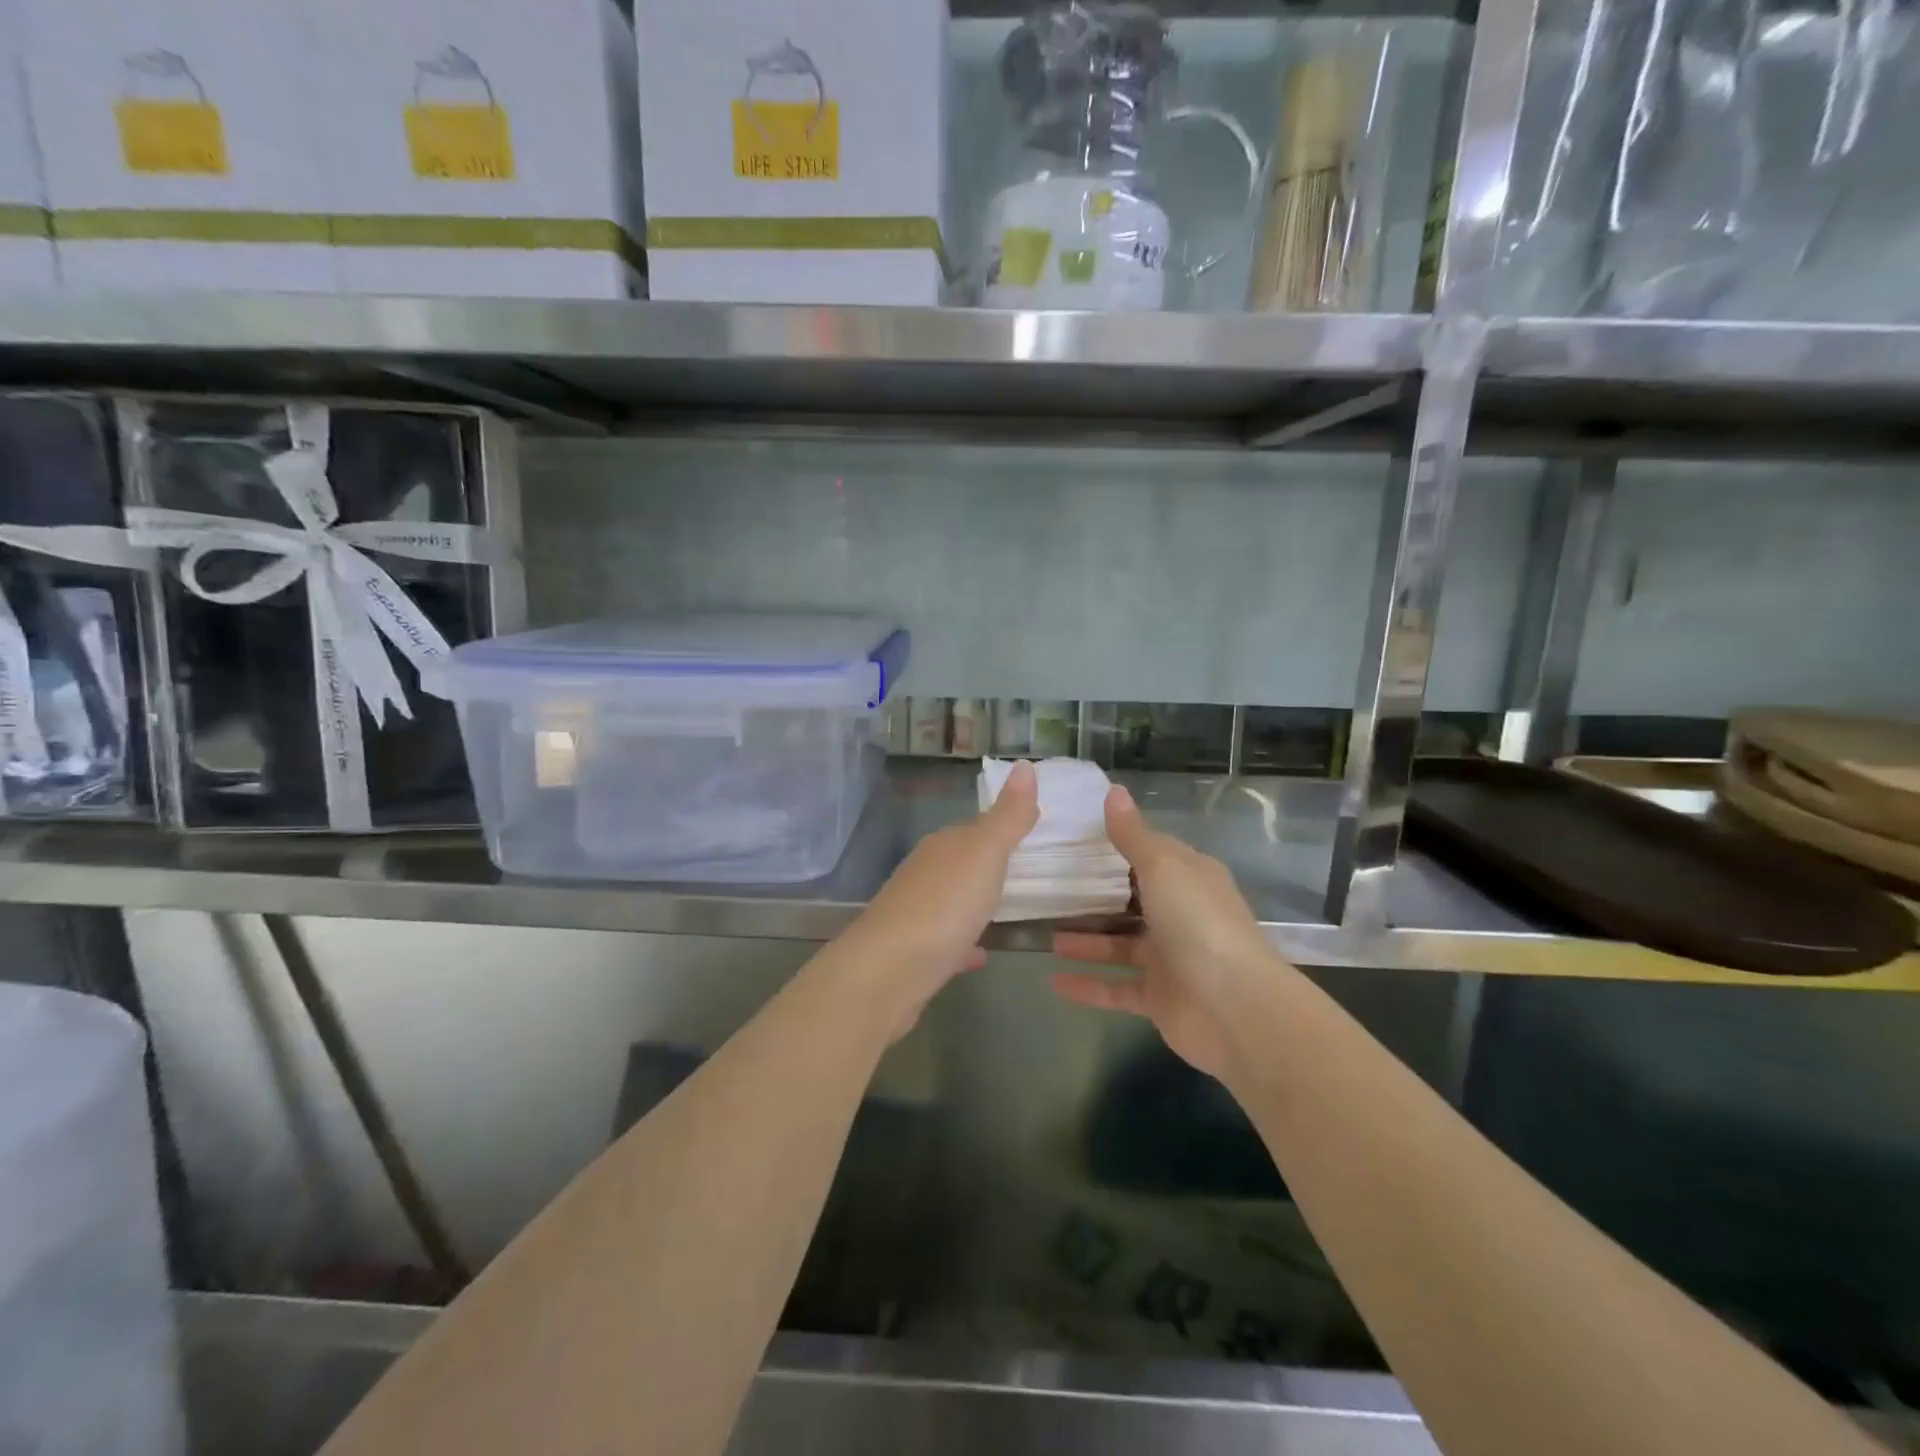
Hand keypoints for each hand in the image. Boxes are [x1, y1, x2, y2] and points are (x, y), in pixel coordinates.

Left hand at [824, 760, 1038, 1036]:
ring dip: (974, 902)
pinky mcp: (914, 954)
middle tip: (1026, 870)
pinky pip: (948, 942)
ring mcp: (916, 914)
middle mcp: (925, 873)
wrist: (887, 971)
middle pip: (961, 862)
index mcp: (943, 846)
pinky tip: (981, 954)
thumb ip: (1007, 816)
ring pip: (952, 900)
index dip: (1002, 827)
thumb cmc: (943, 905)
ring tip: (1007, 909)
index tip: (1031, 829)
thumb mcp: (984, 853)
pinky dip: (965, 943)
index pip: (975, 828)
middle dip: (988, 864)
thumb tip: (1025, 764)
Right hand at [1052, 783, 1281, 1079]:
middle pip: (1132, 900)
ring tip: (1045, 934)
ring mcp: (1170, 958)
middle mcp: (1181, 914)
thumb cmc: (1198, 924)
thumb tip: (1114, 790)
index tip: (1075, 838)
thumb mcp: (1163, 868)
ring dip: (1085, 940)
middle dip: (1095, 896)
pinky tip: (1053, 981)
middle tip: (1050, 887)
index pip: (1151, 853)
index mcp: (1189, 878)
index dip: (1118, 844)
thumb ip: (1133, 835)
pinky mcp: (1159, 997)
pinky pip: (1116, 987)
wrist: (1236, 1009)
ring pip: (1119, 944)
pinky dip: (1087, 984)